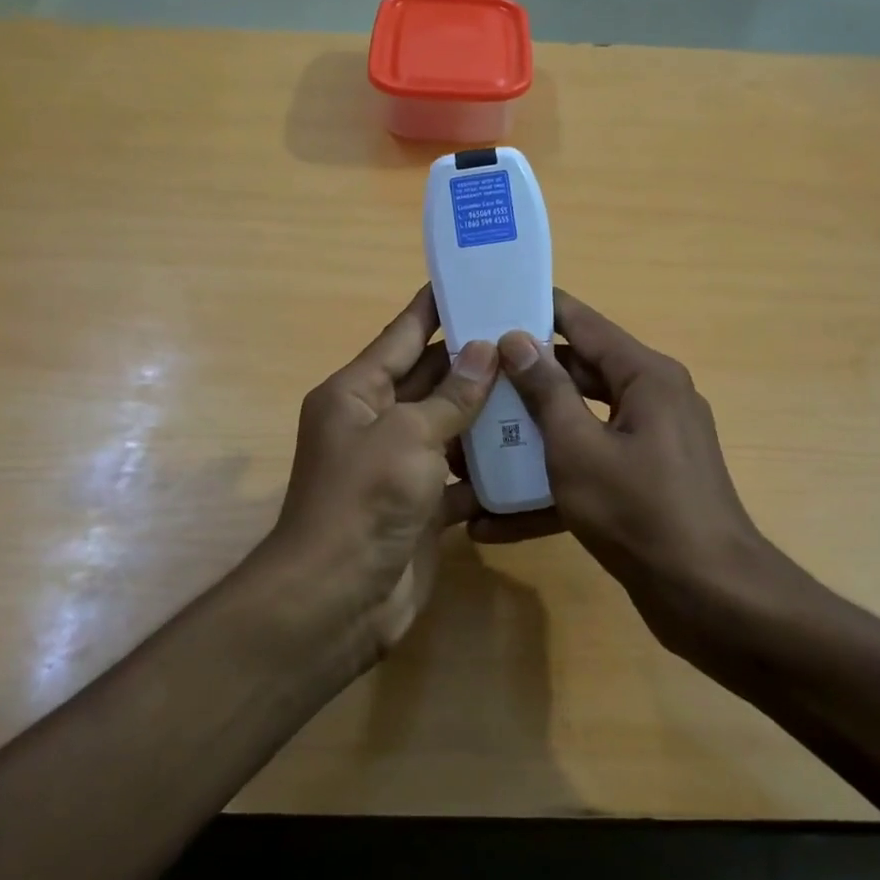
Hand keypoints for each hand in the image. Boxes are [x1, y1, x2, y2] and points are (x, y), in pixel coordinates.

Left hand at [272, 286, 498, 652]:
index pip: (402, 336)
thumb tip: (485, 351)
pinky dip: (488, 468)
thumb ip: (450, 396)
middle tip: (527, 334)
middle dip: (474, 360)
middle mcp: (374, 423)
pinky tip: (532, 451)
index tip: (473, 280)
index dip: (435, 307)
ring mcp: (398, 467)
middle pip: (430, 380)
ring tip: (541, 384)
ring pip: (449, 428)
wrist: (338, 598)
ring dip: (487, 413)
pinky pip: (460, 476)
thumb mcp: (408, 435)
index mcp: (356, 393)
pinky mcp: (421, 506)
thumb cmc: (364, 499)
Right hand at [473, 290, 774, 648]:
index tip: (490, 303)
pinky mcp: (642, 485)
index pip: (583, 324)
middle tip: (470, 375)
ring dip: (530, 439)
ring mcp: (649, 445)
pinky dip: (551, 488)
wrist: (708, 597)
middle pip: (578, 375)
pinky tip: (495, 520)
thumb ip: (546, 391)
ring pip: (579, 426)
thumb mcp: (578, 448)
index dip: (537, 310)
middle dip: (524, 380)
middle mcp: (652, 400)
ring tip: (472, 442)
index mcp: (645, 376)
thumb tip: (516, 339)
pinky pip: (590, 470)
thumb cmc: (639, 510)